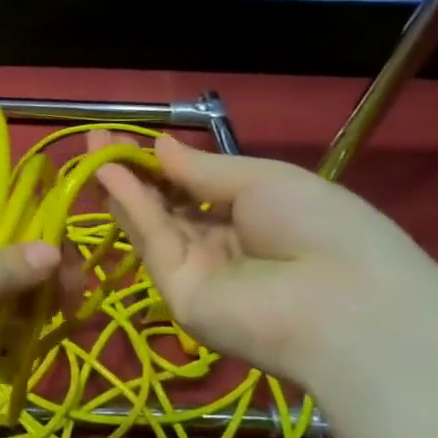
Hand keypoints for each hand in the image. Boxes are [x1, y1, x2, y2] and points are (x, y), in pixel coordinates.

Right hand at [94, 134, 437, 387]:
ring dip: (124, 186)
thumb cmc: (319, 225)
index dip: (162, 163)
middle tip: (99, 140)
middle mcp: (222, 245)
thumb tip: (159, 146)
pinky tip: (111, 174)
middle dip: (134, 172)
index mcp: (254, 217)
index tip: (129, 137)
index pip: (196, 189)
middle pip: (168, 206)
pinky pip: (154, 242)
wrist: (343, 301)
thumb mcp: (264, 179)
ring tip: (94, 150)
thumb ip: (203, 168)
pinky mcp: (177, 293)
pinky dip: (132, 207)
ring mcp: (198, 272)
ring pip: (154, 223)